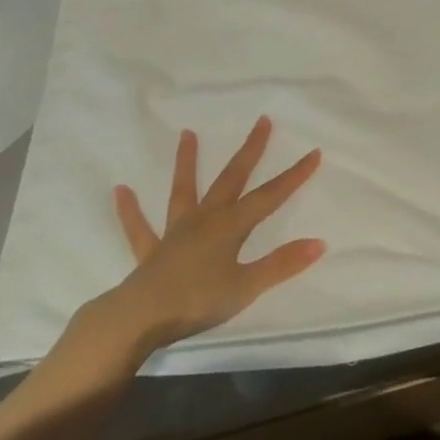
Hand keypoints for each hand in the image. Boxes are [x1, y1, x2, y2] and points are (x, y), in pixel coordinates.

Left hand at [88, 117, 324, 352]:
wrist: (140, 317)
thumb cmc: (198, 301)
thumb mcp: (247, 286)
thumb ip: (281, 264)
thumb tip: (319, 242)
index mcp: (230, 226)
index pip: (269, 196)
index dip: (293, 176)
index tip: (314, 153)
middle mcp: (204, 220)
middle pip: (231, 179)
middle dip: (250, 151)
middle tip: (262, 121)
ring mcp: (175, 233)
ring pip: (183, 191)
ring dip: (187, 163)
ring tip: (187, 134)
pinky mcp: (150, 252)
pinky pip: (139, 228)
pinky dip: (130, 210)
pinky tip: (120, 191)